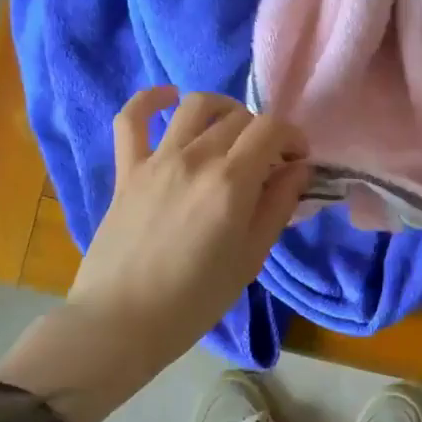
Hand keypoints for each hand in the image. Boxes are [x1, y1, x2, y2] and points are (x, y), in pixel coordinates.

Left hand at [0, 88, 310, 421]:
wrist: (122, 322)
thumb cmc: (195, 299)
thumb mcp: (251, 257)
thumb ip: (278, 205)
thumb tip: (299, 168)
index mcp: (231, 183)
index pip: (272, 129)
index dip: (293, 137)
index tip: (298, 160)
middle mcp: (195, 158)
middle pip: (240, 118)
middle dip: (264, 133)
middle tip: (268, 163)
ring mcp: (157, 160)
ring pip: (195, 106)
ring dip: (223, 110)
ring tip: (231, 132)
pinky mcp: (127, 169)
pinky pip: (132, 118)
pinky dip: (151, 100)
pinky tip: (168, 99)